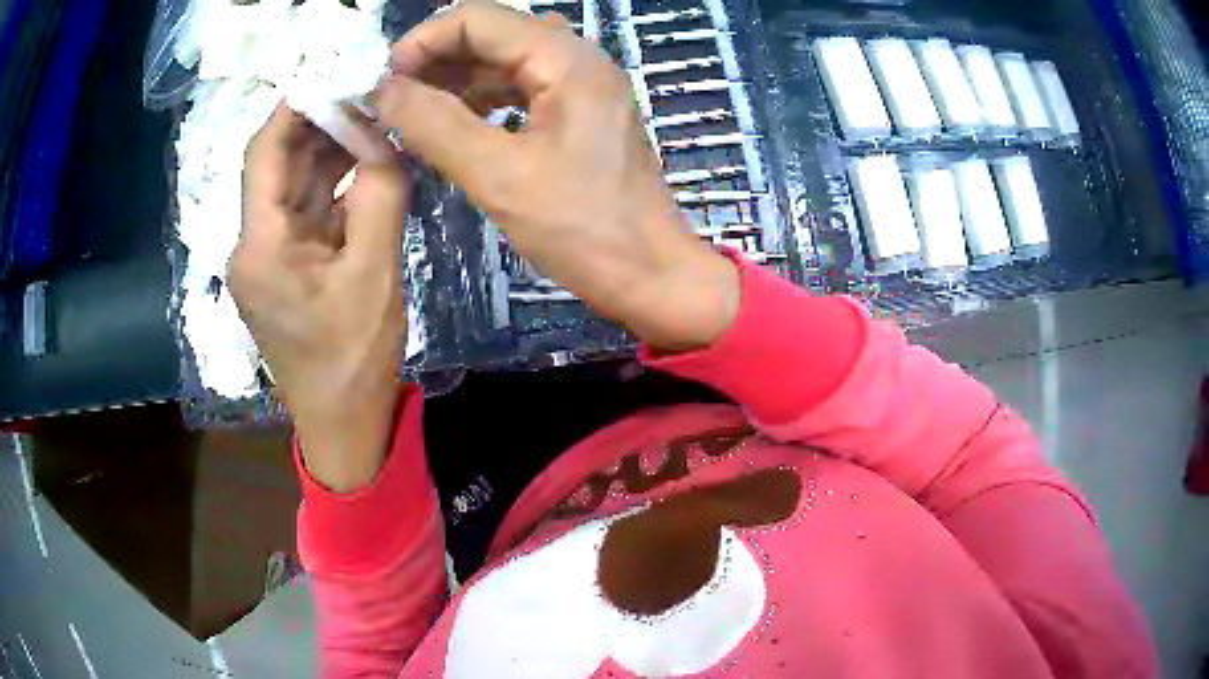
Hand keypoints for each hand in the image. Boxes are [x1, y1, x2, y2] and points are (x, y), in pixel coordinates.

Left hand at [231, 105, 408, 491]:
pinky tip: (366, 169)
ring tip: (375, 123)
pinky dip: (334, 190)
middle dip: (320, 126)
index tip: (336, 75)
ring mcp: (268, 260)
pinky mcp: (286, 271)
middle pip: (279, 167)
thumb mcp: (374, 274)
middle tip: (370, 95)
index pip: (264, 154)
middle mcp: (253, 246)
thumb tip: (383, 138)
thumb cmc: (353, 359)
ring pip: (294, 190)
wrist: (344, 424)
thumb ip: (378, 196)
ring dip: (330, 156)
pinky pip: (307, 216)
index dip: (295, 108)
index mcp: (261, 247)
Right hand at [376, 0, 739, 351]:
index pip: (478, 19)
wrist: (649, 273)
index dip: (423, 41)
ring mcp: (580, 86)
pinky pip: (517, 90)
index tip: (383, 82)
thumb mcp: (499, 175)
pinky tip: (451, 126)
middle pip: (491, 35)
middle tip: (390, 102)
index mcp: (566, 58)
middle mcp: (576, 58)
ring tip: (411, 116)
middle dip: (435, 61)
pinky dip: (479, 103)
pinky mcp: (578, 114)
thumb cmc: (582, 229)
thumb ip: (434, 124)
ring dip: (453, 82)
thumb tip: (383, 90)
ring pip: (501, 63)